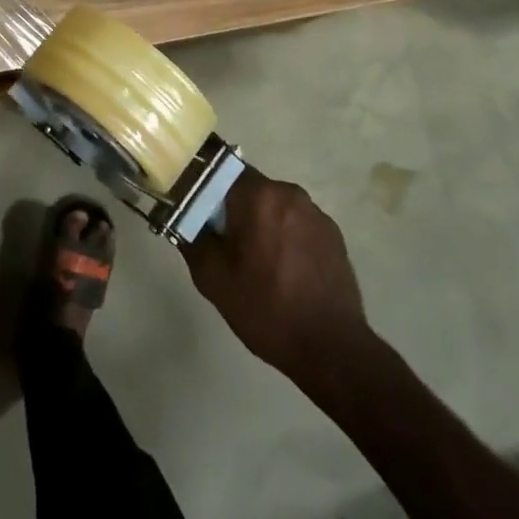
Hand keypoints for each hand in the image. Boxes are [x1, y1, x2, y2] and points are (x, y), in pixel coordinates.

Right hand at [183, 171, 370, 385]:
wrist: (330, 347)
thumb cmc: (265, 308)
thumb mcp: (213, 279)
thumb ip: (193, 238)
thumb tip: (184, 217)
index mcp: (259, 195)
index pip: (223, 171)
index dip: (207, 190)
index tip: (200, 216)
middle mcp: (289, 193)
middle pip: (251, 189)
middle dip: (235, 210)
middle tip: (225, 246)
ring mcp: (316, 213)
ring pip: (275, 207)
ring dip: (262, 224)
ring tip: (257, 263)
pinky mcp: (333, 234)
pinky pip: (297, 223)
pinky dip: (286, 237)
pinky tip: (284, 271)